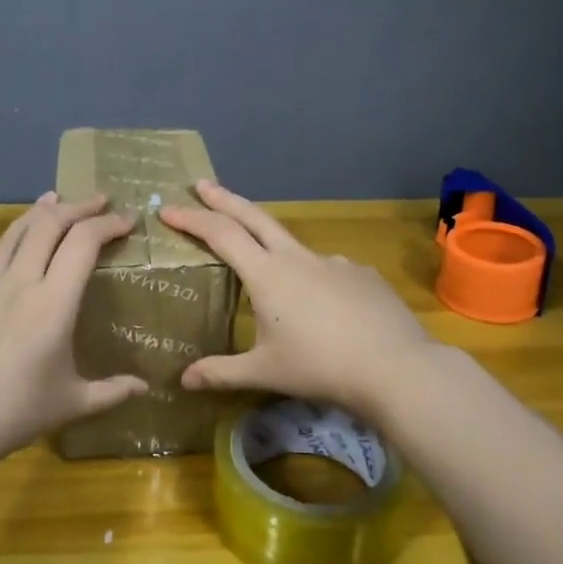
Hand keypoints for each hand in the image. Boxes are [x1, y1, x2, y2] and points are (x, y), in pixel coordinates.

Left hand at [0, 193, 146, 470]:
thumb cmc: (13, 414)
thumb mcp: (71, 403)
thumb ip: (111, 391)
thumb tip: (144, 387)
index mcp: (53, 302)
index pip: (84, 241)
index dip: (108, 223)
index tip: (126, 219)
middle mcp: (18, 281)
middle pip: (49, 223)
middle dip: (78, 206)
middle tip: (98, 201)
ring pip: (14, 232)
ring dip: (40, 212)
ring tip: (54, 200)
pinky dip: (9, 251)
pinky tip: (11, 264)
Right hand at [158, 181, 438, 415]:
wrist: (394, 367)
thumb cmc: (320, 367)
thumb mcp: (265, 372)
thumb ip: (221, 373)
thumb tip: (183, 380)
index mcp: (268, 274)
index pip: (221, 234)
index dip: (192, 219)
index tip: (168, 209)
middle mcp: (298, 258)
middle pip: (254, 217)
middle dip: (224, 199)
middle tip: (203, 184)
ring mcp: (334, 262)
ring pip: (294, 246)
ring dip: (272, 247)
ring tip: (272, 282)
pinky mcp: (362, 274)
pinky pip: (328, 270)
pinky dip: (314, 279)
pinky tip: (323, 306)